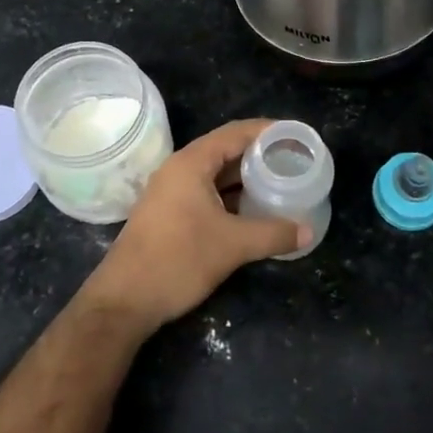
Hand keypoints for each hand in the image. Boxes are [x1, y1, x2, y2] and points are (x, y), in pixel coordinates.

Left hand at [81, 119, 309, 332]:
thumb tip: (308, 231)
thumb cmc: (178, 260)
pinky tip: (255, 209)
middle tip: (295, 161)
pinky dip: (232, 196)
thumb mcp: (232, 245)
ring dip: (247, 177)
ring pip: (217, 174)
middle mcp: (180, 169)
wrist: (124, 300)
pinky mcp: (170, 213)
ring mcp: (172, 192)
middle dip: (261, 154)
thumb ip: (273, 234)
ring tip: (281, 183)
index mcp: (192, 163)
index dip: (268, 131)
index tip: (297, 136)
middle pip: (227, 150)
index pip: (236, 132)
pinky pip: (208, 192)